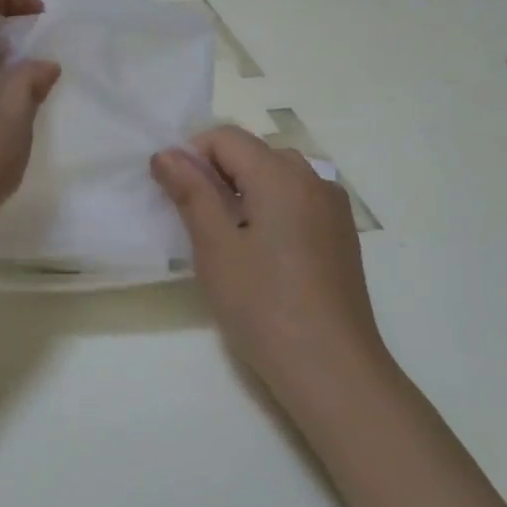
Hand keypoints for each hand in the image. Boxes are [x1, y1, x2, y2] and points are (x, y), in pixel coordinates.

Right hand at [151, 126, 389, 397]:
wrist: (331, 369)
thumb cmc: (262, 306)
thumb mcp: (215, 246)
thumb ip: (191, 192)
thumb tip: (167, 153)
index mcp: (281, 176)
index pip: (226, 137)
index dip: (191, 155)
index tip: (173, 194)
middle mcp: (313, 180)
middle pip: (253, 151)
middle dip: (216, 171)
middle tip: (194, 218)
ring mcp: (333, 208)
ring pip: (276, 174)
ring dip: (243, 188)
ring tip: (226, 235)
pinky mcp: (340, 234)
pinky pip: (297, 199)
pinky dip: (269, 206)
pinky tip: (260, 250)